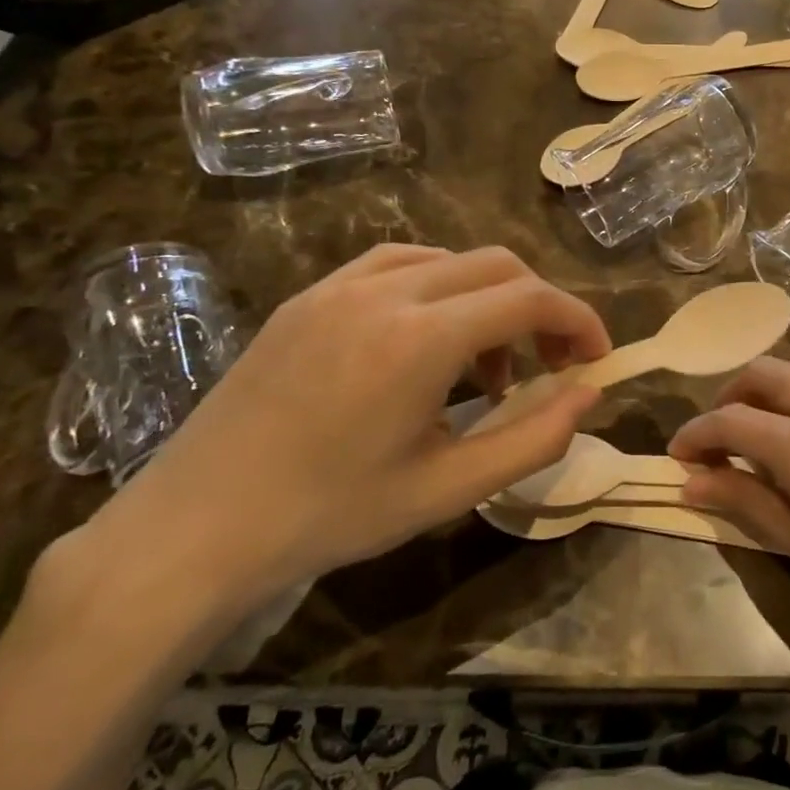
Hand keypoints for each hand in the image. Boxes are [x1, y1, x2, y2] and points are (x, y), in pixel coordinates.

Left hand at [82, 245, 608, 610]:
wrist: (193, 530)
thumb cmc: (329, 517)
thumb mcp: (447, 489)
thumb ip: (533, 438)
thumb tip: (588, 394)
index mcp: (420, 338)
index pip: (529, 298)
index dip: (578, 320)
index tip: (597, 358)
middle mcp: (385, 291)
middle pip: (497, 265)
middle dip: (540, 307)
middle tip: (551, 365)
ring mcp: (339, 285)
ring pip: (449, 259)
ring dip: (489, 299)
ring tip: (486, 366)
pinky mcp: (309, 295)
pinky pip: (397, 265)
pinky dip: (439, 288)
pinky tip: (429, 339)